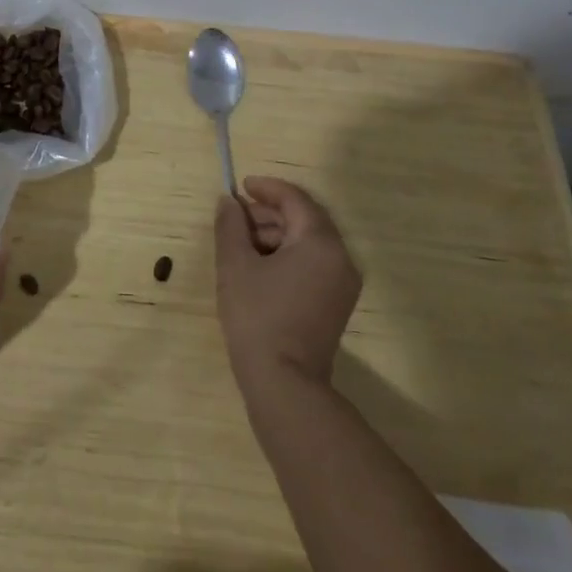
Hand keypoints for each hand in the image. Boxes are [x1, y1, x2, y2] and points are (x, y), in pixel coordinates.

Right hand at [214, 176, 361, 392]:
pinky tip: (259, 268)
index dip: (267, 188)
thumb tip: (228, 201)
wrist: (284, 385)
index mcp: (320, 243)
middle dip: (268, 213)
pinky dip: (287, 256)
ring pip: (308, 242)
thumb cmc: (258, 317)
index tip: (241, 186)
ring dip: (275, 235)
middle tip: (236, 218)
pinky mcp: (336, 305)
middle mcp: (340, 258)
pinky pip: (313, 264)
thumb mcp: (235, 265)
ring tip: (241, 244)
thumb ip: (230, 225)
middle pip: (304, 219)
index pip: (295, 199)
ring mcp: (342, 284)